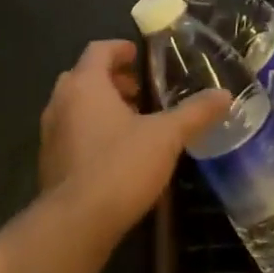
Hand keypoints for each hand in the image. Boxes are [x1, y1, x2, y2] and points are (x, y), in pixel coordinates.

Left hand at [38, 40, 227, 236]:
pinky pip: (69, 132)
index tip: (139, 56)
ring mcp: (50, 132)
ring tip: (131, 123)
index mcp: (85, 84)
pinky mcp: (48, 162)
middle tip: (139, 92)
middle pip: (84, 76)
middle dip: (111, 79)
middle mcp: (61, 101)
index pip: (99, 50)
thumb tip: (225, 95)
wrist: (75, 223)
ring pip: (74, 105)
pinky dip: (89, 130)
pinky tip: (114, 154)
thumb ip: (194, 113)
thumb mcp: (166, 137)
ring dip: (99, 106)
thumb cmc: (120, 166)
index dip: (120, 49)